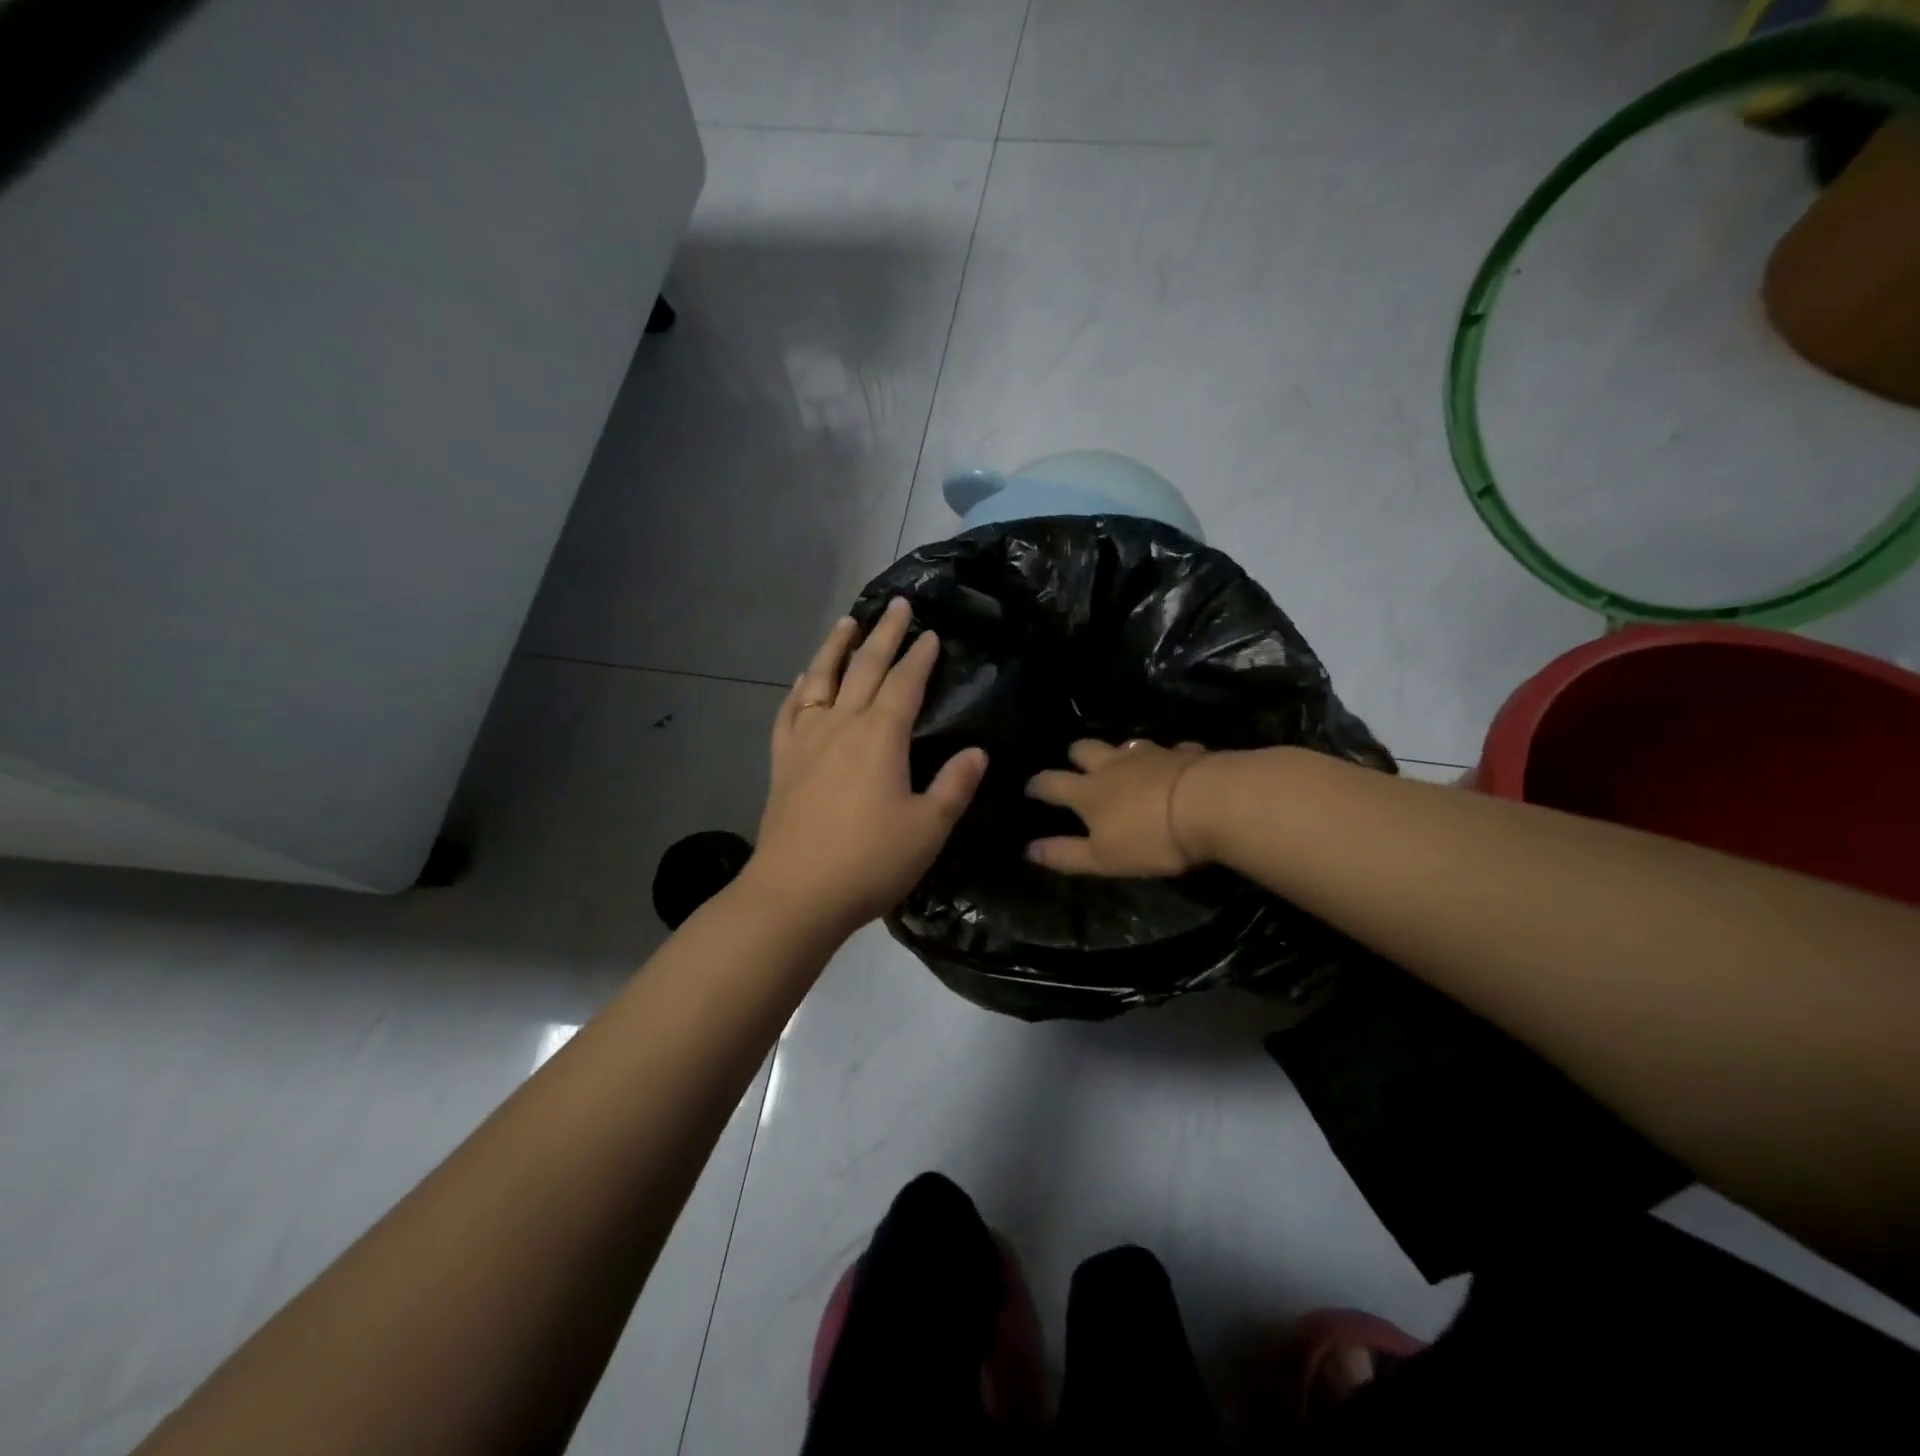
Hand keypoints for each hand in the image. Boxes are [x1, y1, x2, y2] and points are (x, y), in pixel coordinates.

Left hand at [744, 598, 987, 937]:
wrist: (796, 894)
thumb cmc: (870, 861)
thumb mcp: (928, 828)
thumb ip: (954, 786)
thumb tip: (977, 752)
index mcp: (881, 736)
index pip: (905, 683)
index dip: (921, 656)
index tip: (932, 634)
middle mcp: (842, 725)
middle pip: (864, 667)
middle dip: (884, 634)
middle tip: (897, 605)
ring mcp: (806, 740)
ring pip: (821, 679)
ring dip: (835, 647)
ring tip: (846, 622)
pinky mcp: (782, 762)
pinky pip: (789, 712)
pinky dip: (799, 689)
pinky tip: (803, 680)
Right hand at [1025, 738, 1211, 876]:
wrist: (1212, 805)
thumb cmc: (1151, 838)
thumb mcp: (1103, 858)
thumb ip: (1065, 854)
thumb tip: (1028, 850)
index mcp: (1088, 792)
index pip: (1051, 783)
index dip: (1037, 785)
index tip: (1029, 787)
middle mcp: (1114, 765)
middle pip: (1084, 749)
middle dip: (1075, 755)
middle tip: (1077, 767)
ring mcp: (1151, 754)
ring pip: (1126, 744)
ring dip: (1120, 753)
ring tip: (1124, 764)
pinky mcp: (1185, 753)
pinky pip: (1171, 751)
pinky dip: (1168, 759)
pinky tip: (1175, 767)